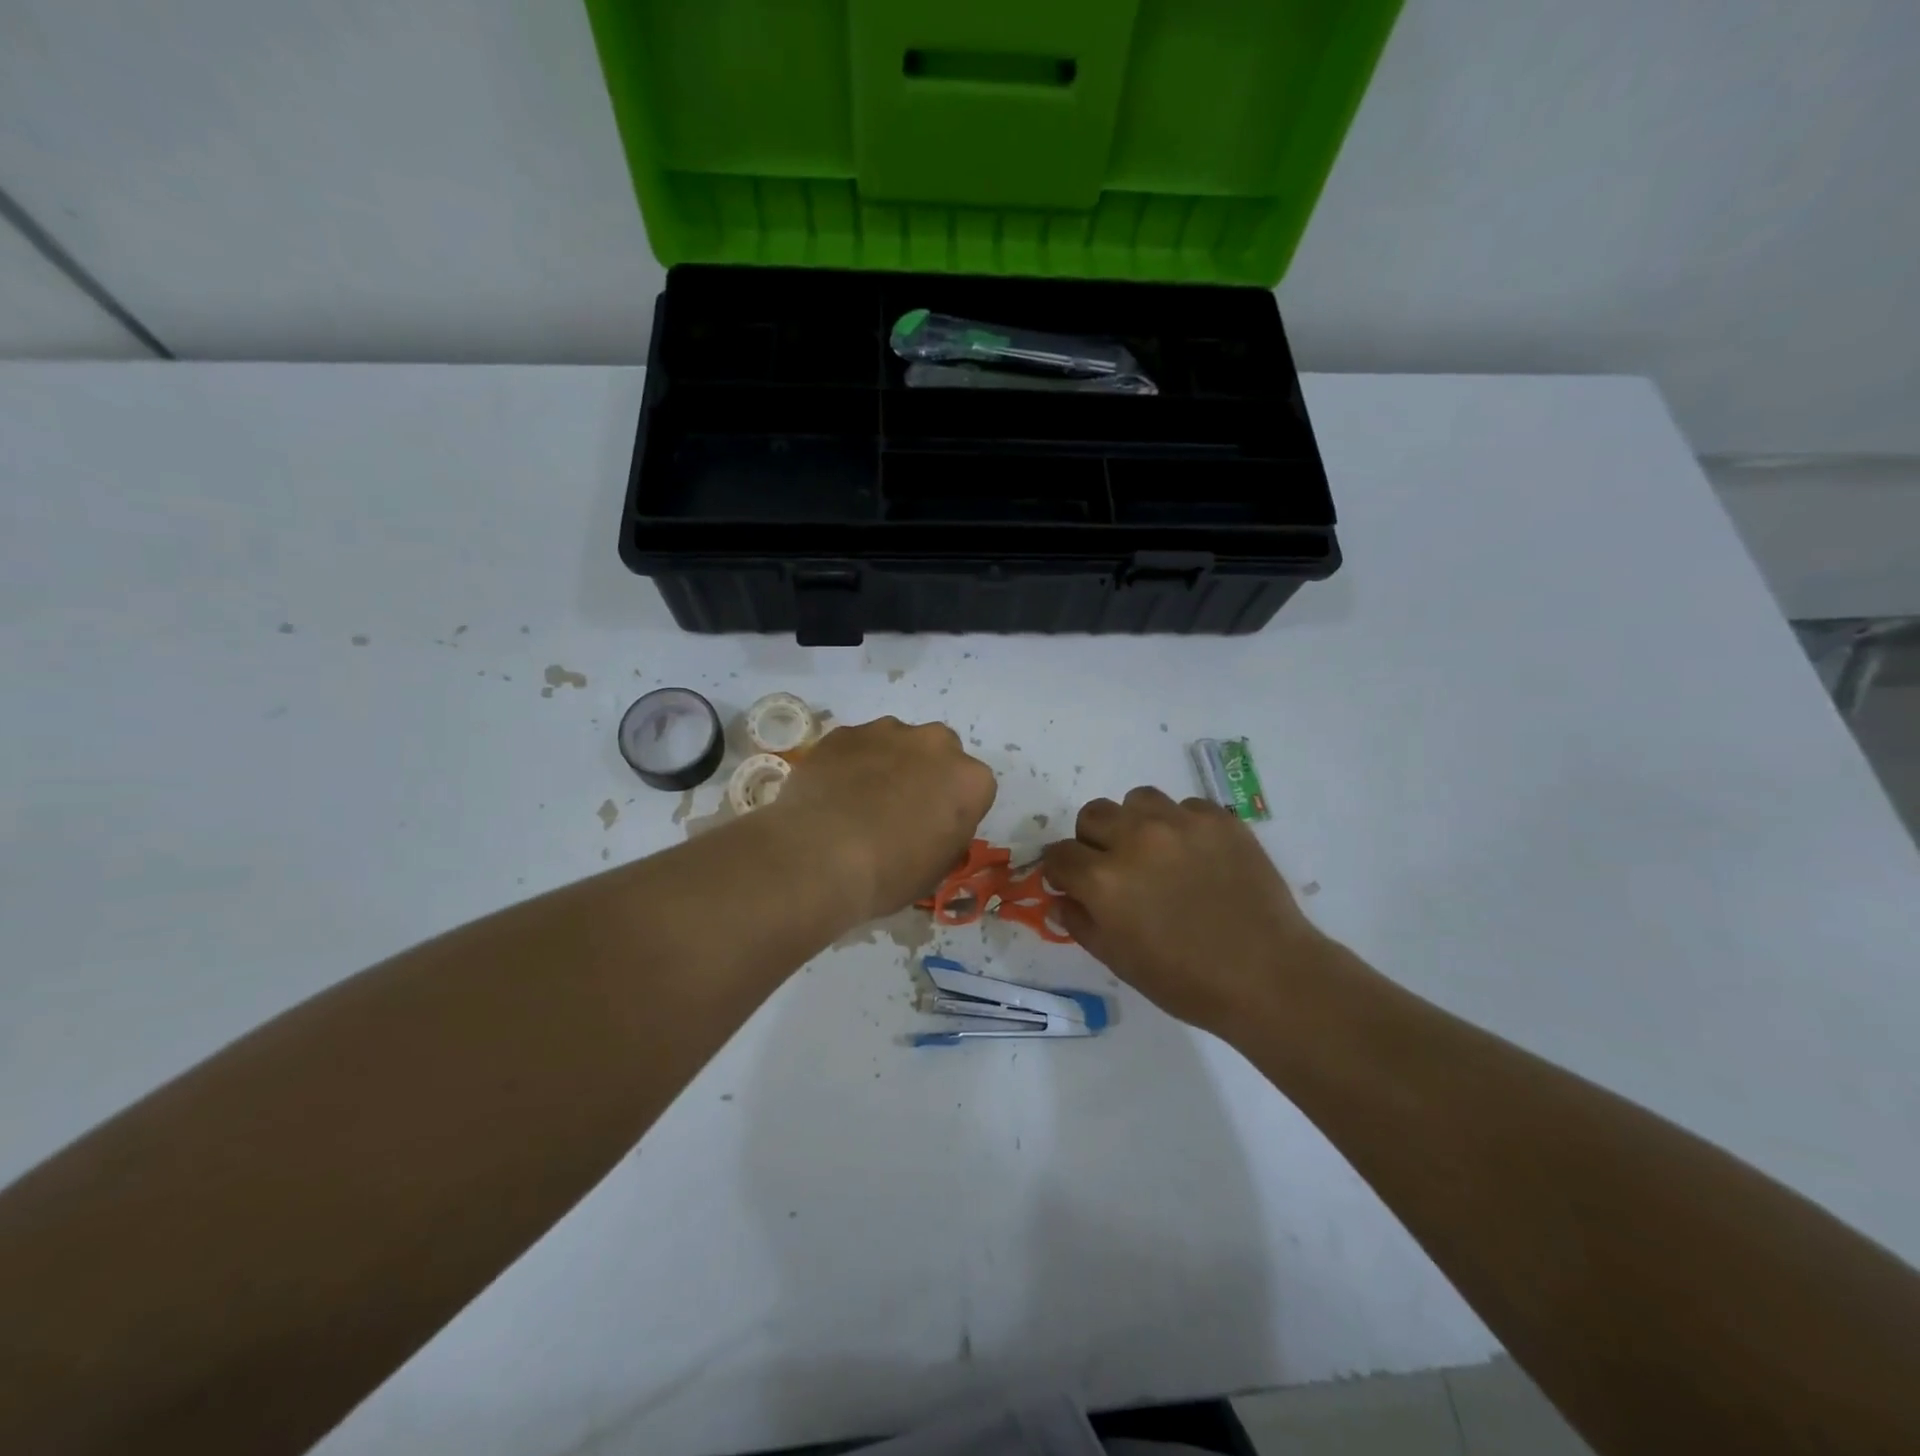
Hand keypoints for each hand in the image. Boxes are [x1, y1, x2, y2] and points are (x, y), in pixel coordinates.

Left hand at [771, 717, 996, 922]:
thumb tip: (934, 824)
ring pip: (897, 742)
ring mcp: (887, 731)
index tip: (934, 829)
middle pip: (939, 753)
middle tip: (900, 808)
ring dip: (888, 763)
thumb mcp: (937, 868)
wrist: (819, 859)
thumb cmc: (889, 874)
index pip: (974, 788)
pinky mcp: (846, 732)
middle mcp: (936, 743)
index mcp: (970, 780)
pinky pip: (857, 745)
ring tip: (860, 800)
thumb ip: (948, 833)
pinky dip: (851, 762)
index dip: (953, 809)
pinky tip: (833, 793)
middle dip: (926, 773)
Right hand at [1043, 787, 1331, 1034]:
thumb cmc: (1187, 981)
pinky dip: (1180, 825)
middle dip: (1093, 840)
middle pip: (1092, 815)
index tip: (1073, 883)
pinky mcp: (1219, 819)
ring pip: (1137, 800)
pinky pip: (1184, 806)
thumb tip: (1061, 898)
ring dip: (1134, 822)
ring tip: (1155, 852)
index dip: (1062, 871)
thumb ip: (1081, 923)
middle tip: (1114, 867)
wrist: (1269, 976)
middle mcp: (1136, 838)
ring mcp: (1180, 823)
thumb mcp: (1120, 962)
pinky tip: (1196, 856)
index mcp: (1104, 879)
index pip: (1060, 854)